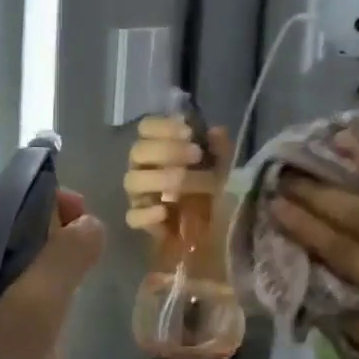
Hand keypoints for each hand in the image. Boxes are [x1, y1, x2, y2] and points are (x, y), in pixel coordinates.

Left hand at [0, 188, 104, 358]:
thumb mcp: (30, 318)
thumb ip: (62, 262)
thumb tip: (88, 223)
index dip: (44, 200)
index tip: (82, 226)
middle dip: (46, 247)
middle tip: (79, 278)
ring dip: (37, 287)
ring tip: (61, 322)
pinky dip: (21, 318)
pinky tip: (38, 354)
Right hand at [124, 116, 230, 233]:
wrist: (222, 231)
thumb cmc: (219, 191)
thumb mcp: (226, 167)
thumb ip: (221, 149)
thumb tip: (214, 132)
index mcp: (160, 148)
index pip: (147, 127)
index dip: (163, 126)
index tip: (188, 133)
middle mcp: (145, 168)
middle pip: (138, 151)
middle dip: (167, 150)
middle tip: (196, 155)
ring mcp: (141, 196)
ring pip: (132, 181)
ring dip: (160, 178)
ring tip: (183, 184)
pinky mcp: (143, 223)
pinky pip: (133, 216)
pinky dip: (147, 214)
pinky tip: (165, 211)